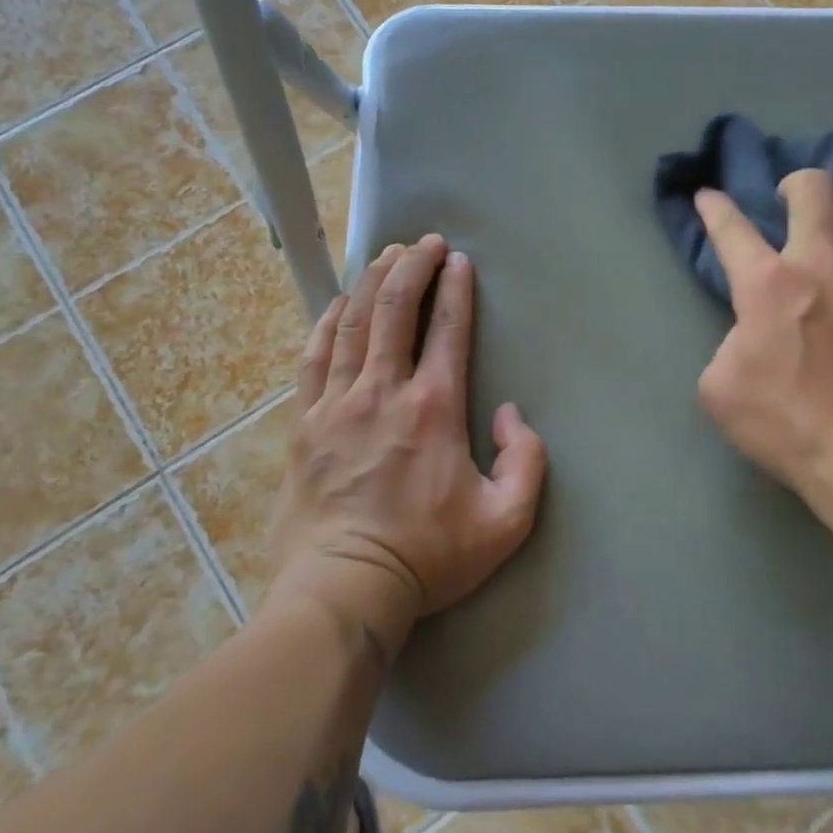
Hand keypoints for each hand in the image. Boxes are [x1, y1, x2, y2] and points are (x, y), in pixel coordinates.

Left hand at [263, 235, 547, 643]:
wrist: (344, 590)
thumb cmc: (429, 555)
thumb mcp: (507, 520)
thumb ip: (527, 459)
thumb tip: (508, 412)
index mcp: (435, 407)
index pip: (447, 328)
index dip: (455, 287)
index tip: (459, 260)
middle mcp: (385, 391)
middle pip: (396, 309)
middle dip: (412, 266)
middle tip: (425, 242)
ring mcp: (338, 404)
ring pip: (354, 323)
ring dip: (372, 282)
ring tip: (386, 254)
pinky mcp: (305, 423)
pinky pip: (315, 357)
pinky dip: (328, 322)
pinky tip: (338, 303)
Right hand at [695, 171, 832, 492]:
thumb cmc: (782, 421)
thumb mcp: (719, 388)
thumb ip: (727, 345)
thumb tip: (748, 335)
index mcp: (766, 284)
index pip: (730, 228)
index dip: (713, 206)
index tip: (707, 197)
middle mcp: (820, 264)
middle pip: (814, 188)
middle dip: (796, 184)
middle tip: (790, 202)